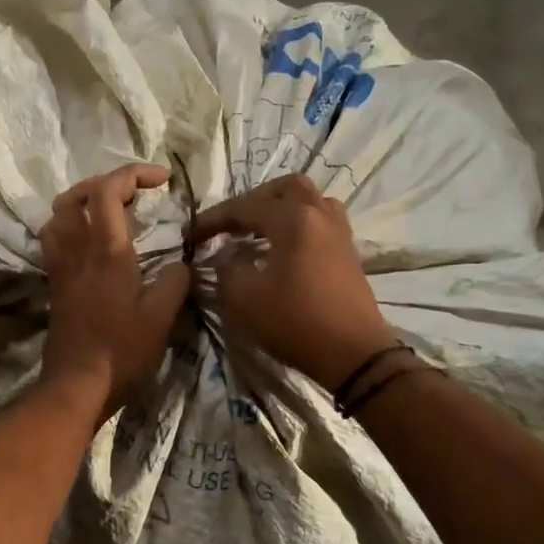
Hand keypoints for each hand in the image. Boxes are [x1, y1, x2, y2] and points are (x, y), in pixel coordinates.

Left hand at [39, 164, 191, 418]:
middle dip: (106, 182)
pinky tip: (91, 242)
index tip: (162, 179)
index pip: (109, 190)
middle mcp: (77, 250)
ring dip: (83, 201)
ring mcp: (61, 267)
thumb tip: (180, 264)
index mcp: (106, 251)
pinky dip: (72, 226)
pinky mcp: (55, 284)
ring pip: (58, 215)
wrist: (77, 384)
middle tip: (135, 193)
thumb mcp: (162, 317)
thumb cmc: (122, 351)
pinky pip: (55, 239)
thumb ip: (175, 281)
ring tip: (110, 210)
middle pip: (76, 195)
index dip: (134, 173)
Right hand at [189, 174, 395, 391]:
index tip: (190, 234)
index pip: (246, 207)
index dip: (213, 219)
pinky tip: (282, 247)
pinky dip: (297, 223)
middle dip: (253, 201)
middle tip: (230, 223)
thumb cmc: (296, 323)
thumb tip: (229, 255)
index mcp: (294, 220)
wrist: (354, 354)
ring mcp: (339, 232)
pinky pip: (320, 220)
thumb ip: (229, 267)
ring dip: (279, 208)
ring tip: (257, 231)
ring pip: (308, 200)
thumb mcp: (245, 298)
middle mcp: (320, 215)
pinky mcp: (348, 252)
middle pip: (285, 188)